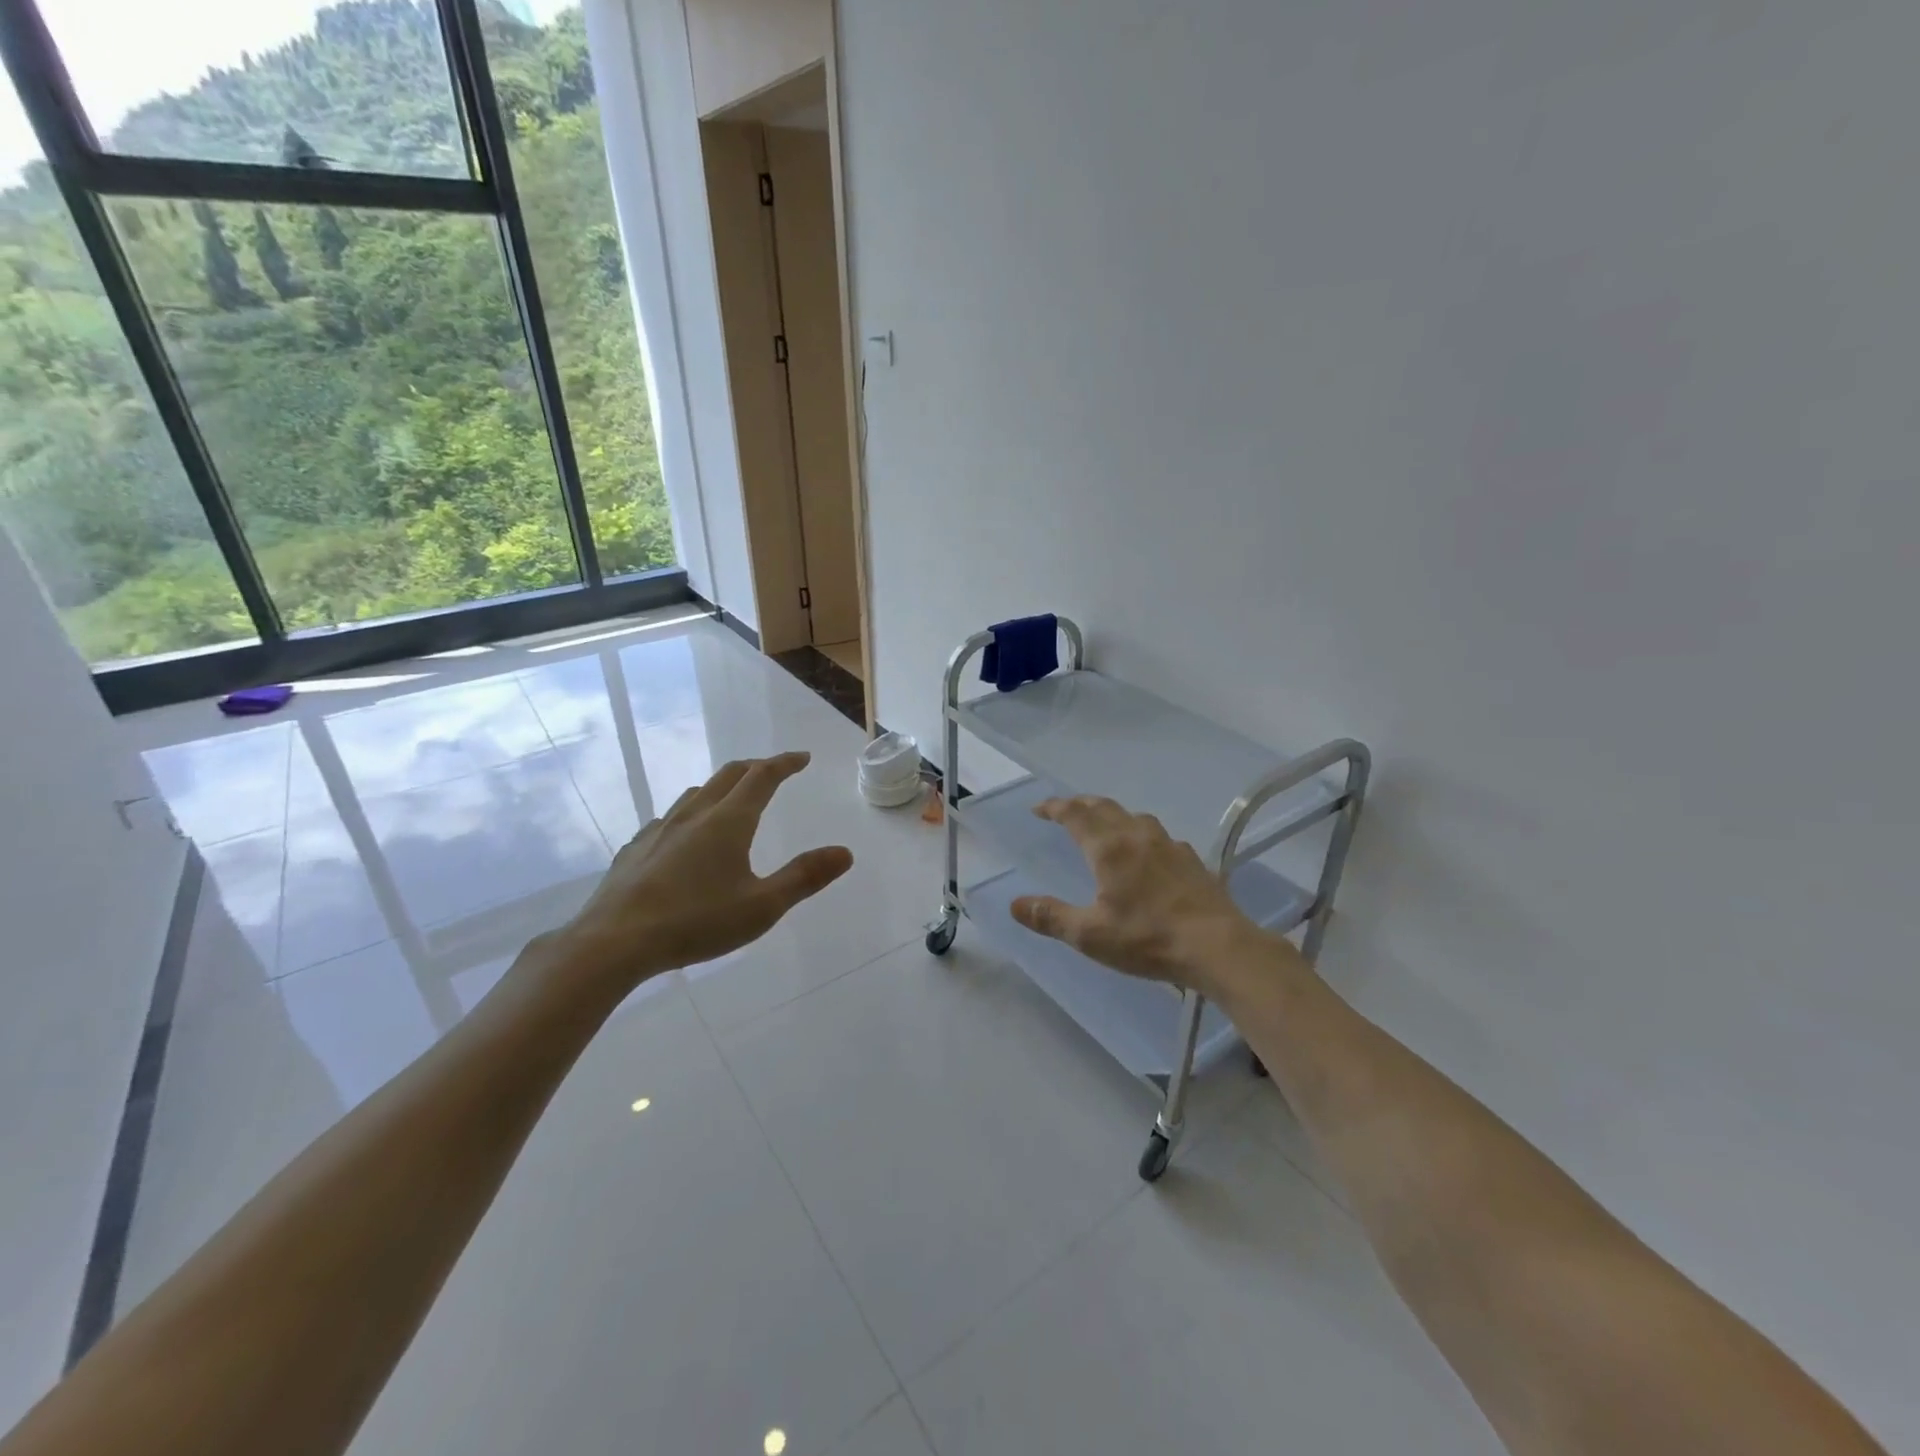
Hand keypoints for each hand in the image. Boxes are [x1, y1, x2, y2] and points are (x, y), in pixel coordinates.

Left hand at [553, 752, 853, 994]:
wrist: (614, 942)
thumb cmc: (696, 922)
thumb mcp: (762, 907)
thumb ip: (804, 877)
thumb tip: (845, 852)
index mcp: (729, 821)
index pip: (762, 777)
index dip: (784, 763)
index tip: (802, 758)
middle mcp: (695, 814)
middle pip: (729, 775)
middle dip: (755, 767)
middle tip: (774, 771)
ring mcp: (660, 828)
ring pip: (697, 793)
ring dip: (722, 787)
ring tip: (733, 799)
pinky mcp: (636, 848)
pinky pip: (671, 817)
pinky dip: (692, 813)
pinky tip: (685, 837)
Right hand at [1010, 795, 1294, 998]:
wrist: (1218, 947)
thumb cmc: (1148, 939)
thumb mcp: (1090, 935)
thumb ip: (1050, 916)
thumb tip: (1014, 903)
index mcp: (1108, 848)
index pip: (1074, 814)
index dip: (1054, 807)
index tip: (1038, 809)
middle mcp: (1137, 836)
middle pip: (1104, 807)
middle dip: (1080, 804)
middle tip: (1064, 810)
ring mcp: (1169, 845)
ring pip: (1134, 817)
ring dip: (1112, 814)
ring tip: (1103, 826)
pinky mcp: (1191, 860)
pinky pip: (1158, 835)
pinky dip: (1140, 834)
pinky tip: (1147, 854)